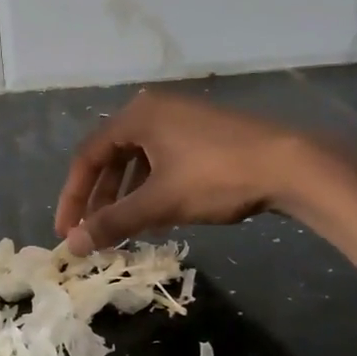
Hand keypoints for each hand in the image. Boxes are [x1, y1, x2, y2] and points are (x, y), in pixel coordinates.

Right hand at [54, 91, 312, 255]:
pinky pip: (163, 159)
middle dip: (99, 197)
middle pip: (111, 155)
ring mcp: (182, 118)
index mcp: (137, 116)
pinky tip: (157, 214)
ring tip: (122, 228)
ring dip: (125, 195)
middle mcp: (155, 109)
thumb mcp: (159, 203)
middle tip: (91, 232)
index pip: (87, 156)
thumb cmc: (216, 178)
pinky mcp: (204, 133)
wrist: (290, 165)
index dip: (73, 196)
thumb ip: (113, 222)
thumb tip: (72, 246)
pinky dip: (151, 187)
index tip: (66, 231)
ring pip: (138, 160)